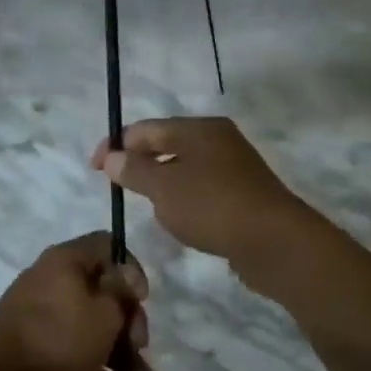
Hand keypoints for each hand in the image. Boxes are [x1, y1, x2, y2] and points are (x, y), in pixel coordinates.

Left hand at [0, 232, 154, 370]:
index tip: (140, 298)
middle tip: (139, 345)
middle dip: (129, 323)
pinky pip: (78, 352)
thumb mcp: (105, 313)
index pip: (107, 245)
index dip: (131, 268)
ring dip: (122, 353)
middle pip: (105, 293)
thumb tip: (125, 276)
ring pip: (94, 328)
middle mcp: (55, 282)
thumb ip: (123, 294)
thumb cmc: (58, 337)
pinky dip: (100, 367)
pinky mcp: (39, 349)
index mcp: (67, 261)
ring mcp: (45, 317)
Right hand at [92, 117, 314, 275]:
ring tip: (149, 206)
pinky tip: (182, 220)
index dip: (116, 145)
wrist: (275, 242)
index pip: (146, 128)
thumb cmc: (213, 206)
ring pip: (185, 169)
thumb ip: (134, 171)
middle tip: (119, 188)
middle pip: (167, 145)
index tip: (95, 169)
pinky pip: (203, 190)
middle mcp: (219, 140)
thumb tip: (112, 157)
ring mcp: (235, 167)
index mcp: (199, 129)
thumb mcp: (164, 188)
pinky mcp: (244, 194)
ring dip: (163, 184)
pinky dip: (185, 200)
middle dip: (140, 164)